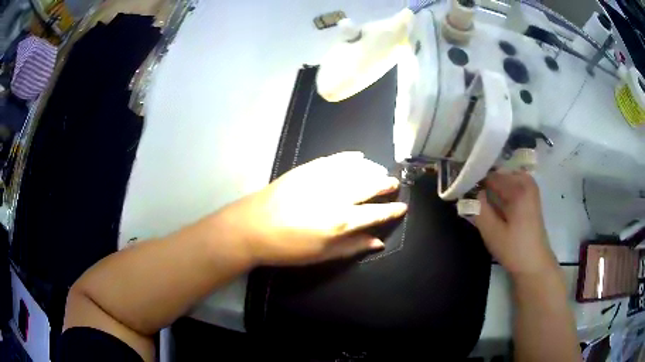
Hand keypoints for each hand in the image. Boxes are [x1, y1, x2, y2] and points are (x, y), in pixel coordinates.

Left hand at [218, 152, 406, 265]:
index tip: (402, 206)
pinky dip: (349, 157)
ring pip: (355, 169)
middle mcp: (336, 196)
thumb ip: (352, 247)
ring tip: (380, 171)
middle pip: (369, 185)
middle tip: (394, 183)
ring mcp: (320, 178)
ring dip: (371, 169)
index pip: (376, 213)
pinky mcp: (307, 169)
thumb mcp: (322, 255)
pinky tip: (358, 157)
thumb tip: (378, 242)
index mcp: (341, 221)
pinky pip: (334, 159)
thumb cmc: (287, 248)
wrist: (252, 227)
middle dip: (385, 184)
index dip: (391, 210)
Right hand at [474, 171, 557, 276]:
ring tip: (482, 202)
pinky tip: (495, 205)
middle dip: (485, 183)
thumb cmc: (514, 249)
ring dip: (493, 188)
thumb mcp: (492, 233)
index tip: (464, 191)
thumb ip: (479, 210)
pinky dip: (502, 192)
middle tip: (473, 199)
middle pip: (499, 175)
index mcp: (518, 188)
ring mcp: (530, 189)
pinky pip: (512, 186)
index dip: (476, 181)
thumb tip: (472, 193)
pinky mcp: (531, 198)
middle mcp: (526, 183)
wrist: (535, 264)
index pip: (491, 176)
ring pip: (505, 180)